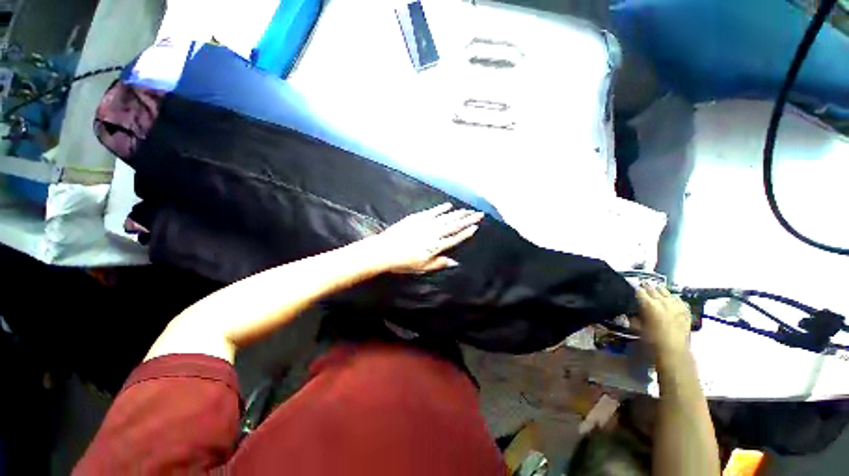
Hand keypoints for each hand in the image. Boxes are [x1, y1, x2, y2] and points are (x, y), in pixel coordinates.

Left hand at [370, 202, 483, 273]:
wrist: (385, 250)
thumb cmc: (403, 262)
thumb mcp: (423, 267)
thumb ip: (439, 263)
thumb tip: (455, 262)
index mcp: (436, 246)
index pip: (455, 238)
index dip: (466, 233)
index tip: (476, 227)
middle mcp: (434, 233)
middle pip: (454, 225)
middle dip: (468, 219)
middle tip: (479, 213)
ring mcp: (426, 224)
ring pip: (446, 217)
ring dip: (458, 213)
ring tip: (468, 209)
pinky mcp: (417, 218)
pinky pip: (432, 212)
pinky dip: (441, 208)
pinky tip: (449, 205)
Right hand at [636, 284, 692, 358]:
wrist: (674, 350)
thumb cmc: (652, 340)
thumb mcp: (637, 327)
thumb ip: (632, 317)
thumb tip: (628, 313)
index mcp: (648, 304)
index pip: (639, 291)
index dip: (635, 290)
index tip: (633, 291)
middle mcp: (662, 301)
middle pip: (652, 288)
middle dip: (646, 288)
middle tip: (642, 288)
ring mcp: (676, 304)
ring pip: (665, 291)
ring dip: (659, 291)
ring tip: (656, 292)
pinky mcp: (685, 309)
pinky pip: (678, 299)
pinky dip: (672, 298)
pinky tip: (670, 301)